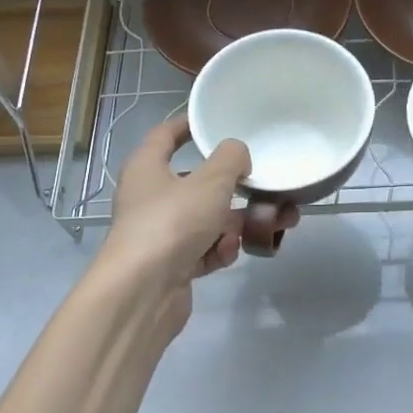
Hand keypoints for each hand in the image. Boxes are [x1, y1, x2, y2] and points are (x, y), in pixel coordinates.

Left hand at [98, 117, 255, 338]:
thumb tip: (238, 155)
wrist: (143, 291)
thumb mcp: (210, 181)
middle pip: (196, 183)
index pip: (165, 135)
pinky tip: (228, 253)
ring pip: (206, 219)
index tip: (214, 121)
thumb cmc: (172, 223)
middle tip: (263, 187)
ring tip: (268, 225)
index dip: (189, 125)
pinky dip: (219, 250)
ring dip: (234, 223)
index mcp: (147, 167)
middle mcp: (150, 197)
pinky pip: (204, 249)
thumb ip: (231, 159)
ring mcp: (160, 233)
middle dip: (233, 188)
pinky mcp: (172, 264)